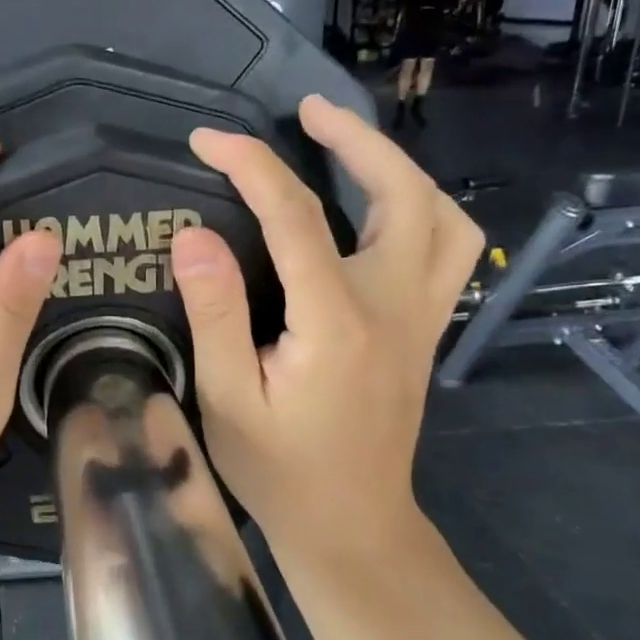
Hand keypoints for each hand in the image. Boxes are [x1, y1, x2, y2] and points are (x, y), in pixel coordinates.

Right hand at [168, 94, 482, 558]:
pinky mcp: (425, 332)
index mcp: (335, 322)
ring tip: (349, 145)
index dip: (250, 165)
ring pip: (442, 217)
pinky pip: (446, 249)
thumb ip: (214, 313)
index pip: (294, 217)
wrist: (352, 528)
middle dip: (357, 140)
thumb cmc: (279, 471)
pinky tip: (379, 207)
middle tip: (308, 111)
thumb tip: (193, 235)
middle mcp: (392, 307)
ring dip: (398, 168)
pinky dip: (419, 208)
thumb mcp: (225, 399)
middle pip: (402, 196)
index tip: (206, 139)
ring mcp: (420, 319)